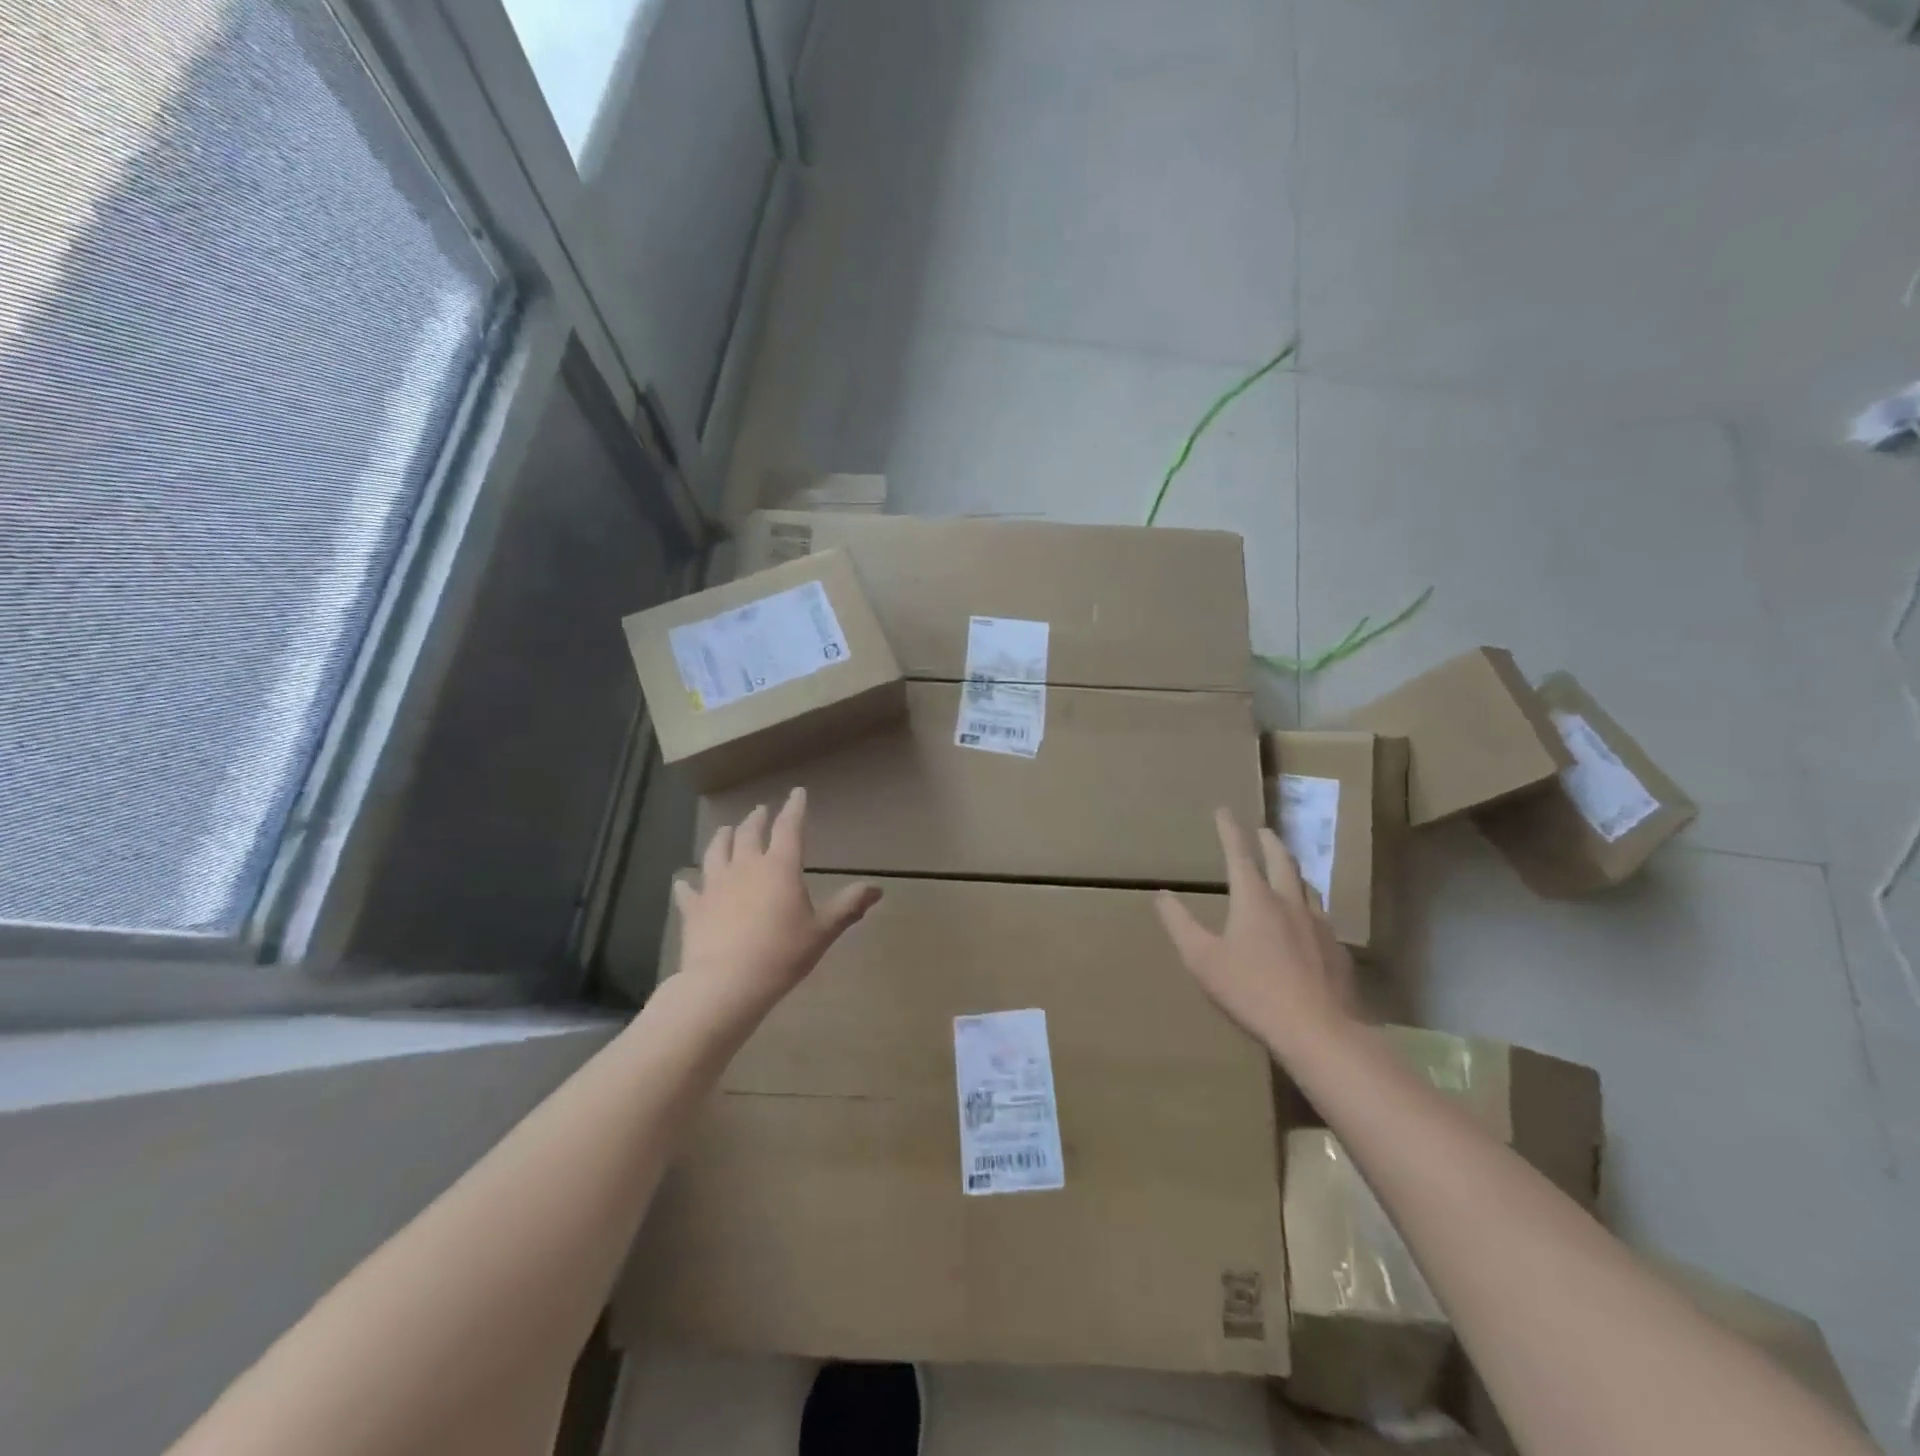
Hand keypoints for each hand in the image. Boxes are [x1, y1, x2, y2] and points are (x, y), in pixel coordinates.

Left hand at [673, 788, 881, 1019]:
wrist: (726, 983)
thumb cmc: (782, 954)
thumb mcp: (822, 931)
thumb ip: (848, 907)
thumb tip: (877, 889)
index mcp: (780, 867)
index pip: (789, 827)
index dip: (794, 808)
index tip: (797, 792)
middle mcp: (746, 867)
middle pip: (749, 833)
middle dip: (757, 819)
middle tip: (760, 810)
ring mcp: (715, 885)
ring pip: (717, 851)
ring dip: (723, 837)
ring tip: (726, 830)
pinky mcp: (694, 907)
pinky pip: (688, 889)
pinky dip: (688, 882)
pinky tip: (685, 881)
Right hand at [1155, 808, 1360, 1061]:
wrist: (1318, 1031)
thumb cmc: (1252, 991)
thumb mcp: (1202, 959)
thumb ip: (1179, 924)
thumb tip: (1161, 895)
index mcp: (1254, 899)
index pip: (1239, 854)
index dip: (1229, 830)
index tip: (1223, 810)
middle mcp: (1288, 902)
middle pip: (1281, 861)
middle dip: (1269, 841)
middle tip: (1262, 830)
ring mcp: (1318, 924)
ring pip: (1306, 885)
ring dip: (1292, 869)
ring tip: (1287, 867)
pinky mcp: (1336, 949)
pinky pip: (1321, 914)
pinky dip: (1308, 903)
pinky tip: (1308, 919)